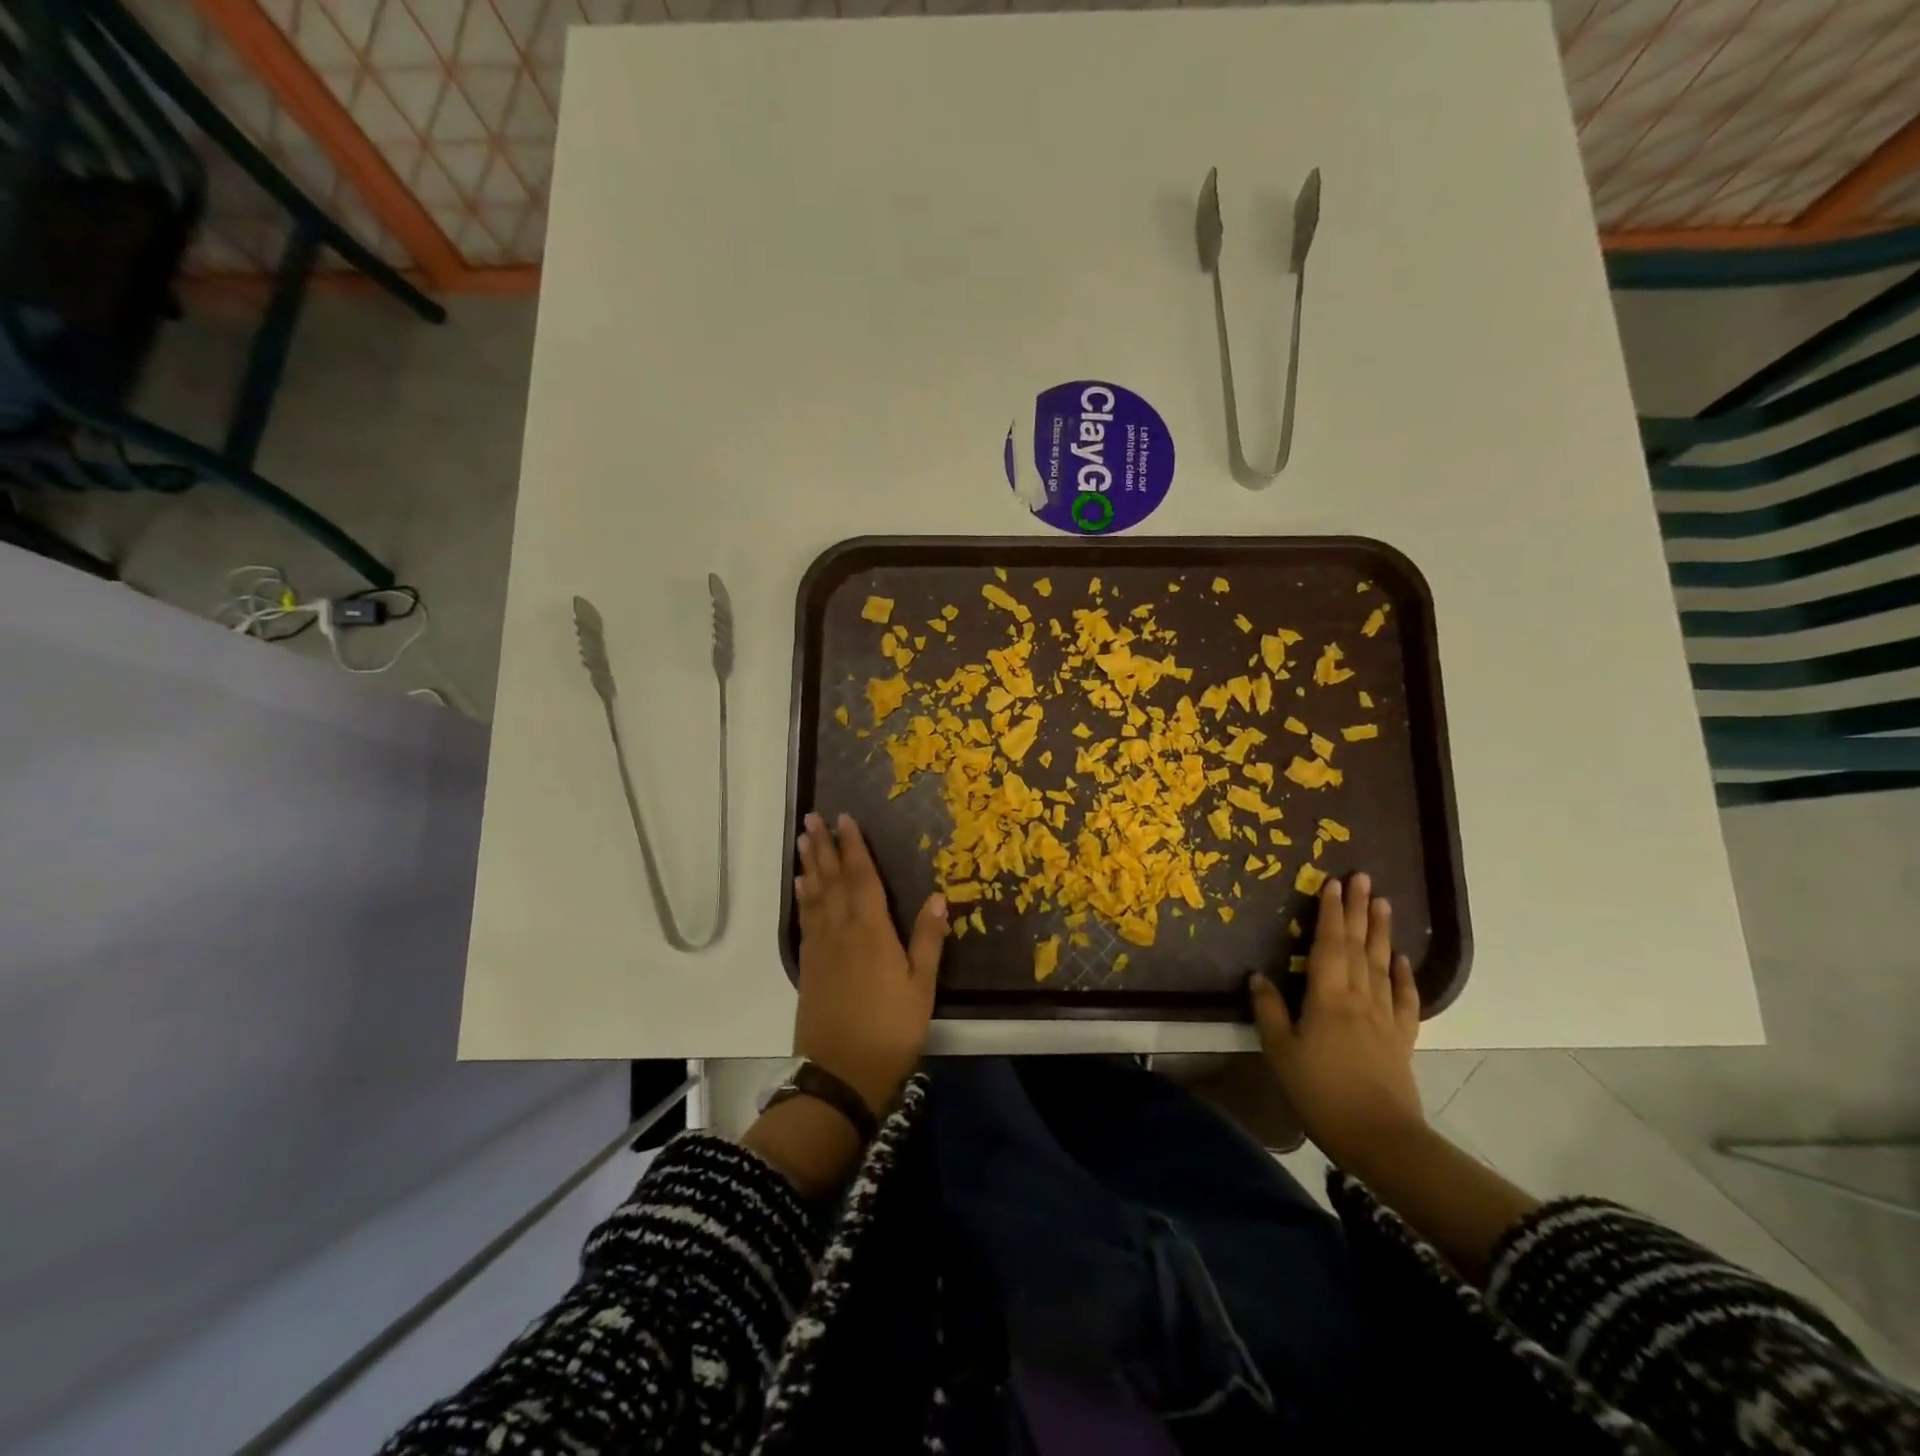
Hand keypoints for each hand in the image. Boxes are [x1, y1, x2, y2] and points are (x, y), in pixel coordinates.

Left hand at [793, 811, 947, 1115]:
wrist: (840, 1075)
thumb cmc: (890, 1029)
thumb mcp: (921, 987)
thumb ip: (928, 940)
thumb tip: (938, 896)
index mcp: (871, 931)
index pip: (862, 878)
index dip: (854, 847)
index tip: (845, 819)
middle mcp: (841, 930)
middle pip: (832, 880)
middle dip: (824, 847)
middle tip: (812, 818)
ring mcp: (821, 948)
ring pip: (814, 896)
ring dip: (810, 865)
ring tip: (803, 841)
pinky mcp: (808, 966)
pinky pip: (805, 920)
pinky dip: (803, 898)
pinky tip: (801, 887)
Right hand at [1249, 872, 1424, 1169]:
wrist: (1380, 1138)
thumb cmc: (1321, 1092)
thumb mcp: (1280, 1052)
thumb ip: (1269, 1011)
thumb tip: (1258, 976)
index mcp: (1327, 997)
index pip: (1328, 945)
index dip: (1330, 912)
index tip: (1332, 883)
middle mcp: (1358, 997)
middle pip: (1358, 946)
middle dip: (1358, 910)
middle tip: (1362, 877)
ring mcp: (1384, 1017)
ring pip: (1381, 964)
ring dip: (1381, 932)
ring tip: (1384, 903)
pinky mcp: (1401, 1038)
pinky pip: (1404, 999)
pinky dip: (1403, 976)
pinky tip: (1401, 959)